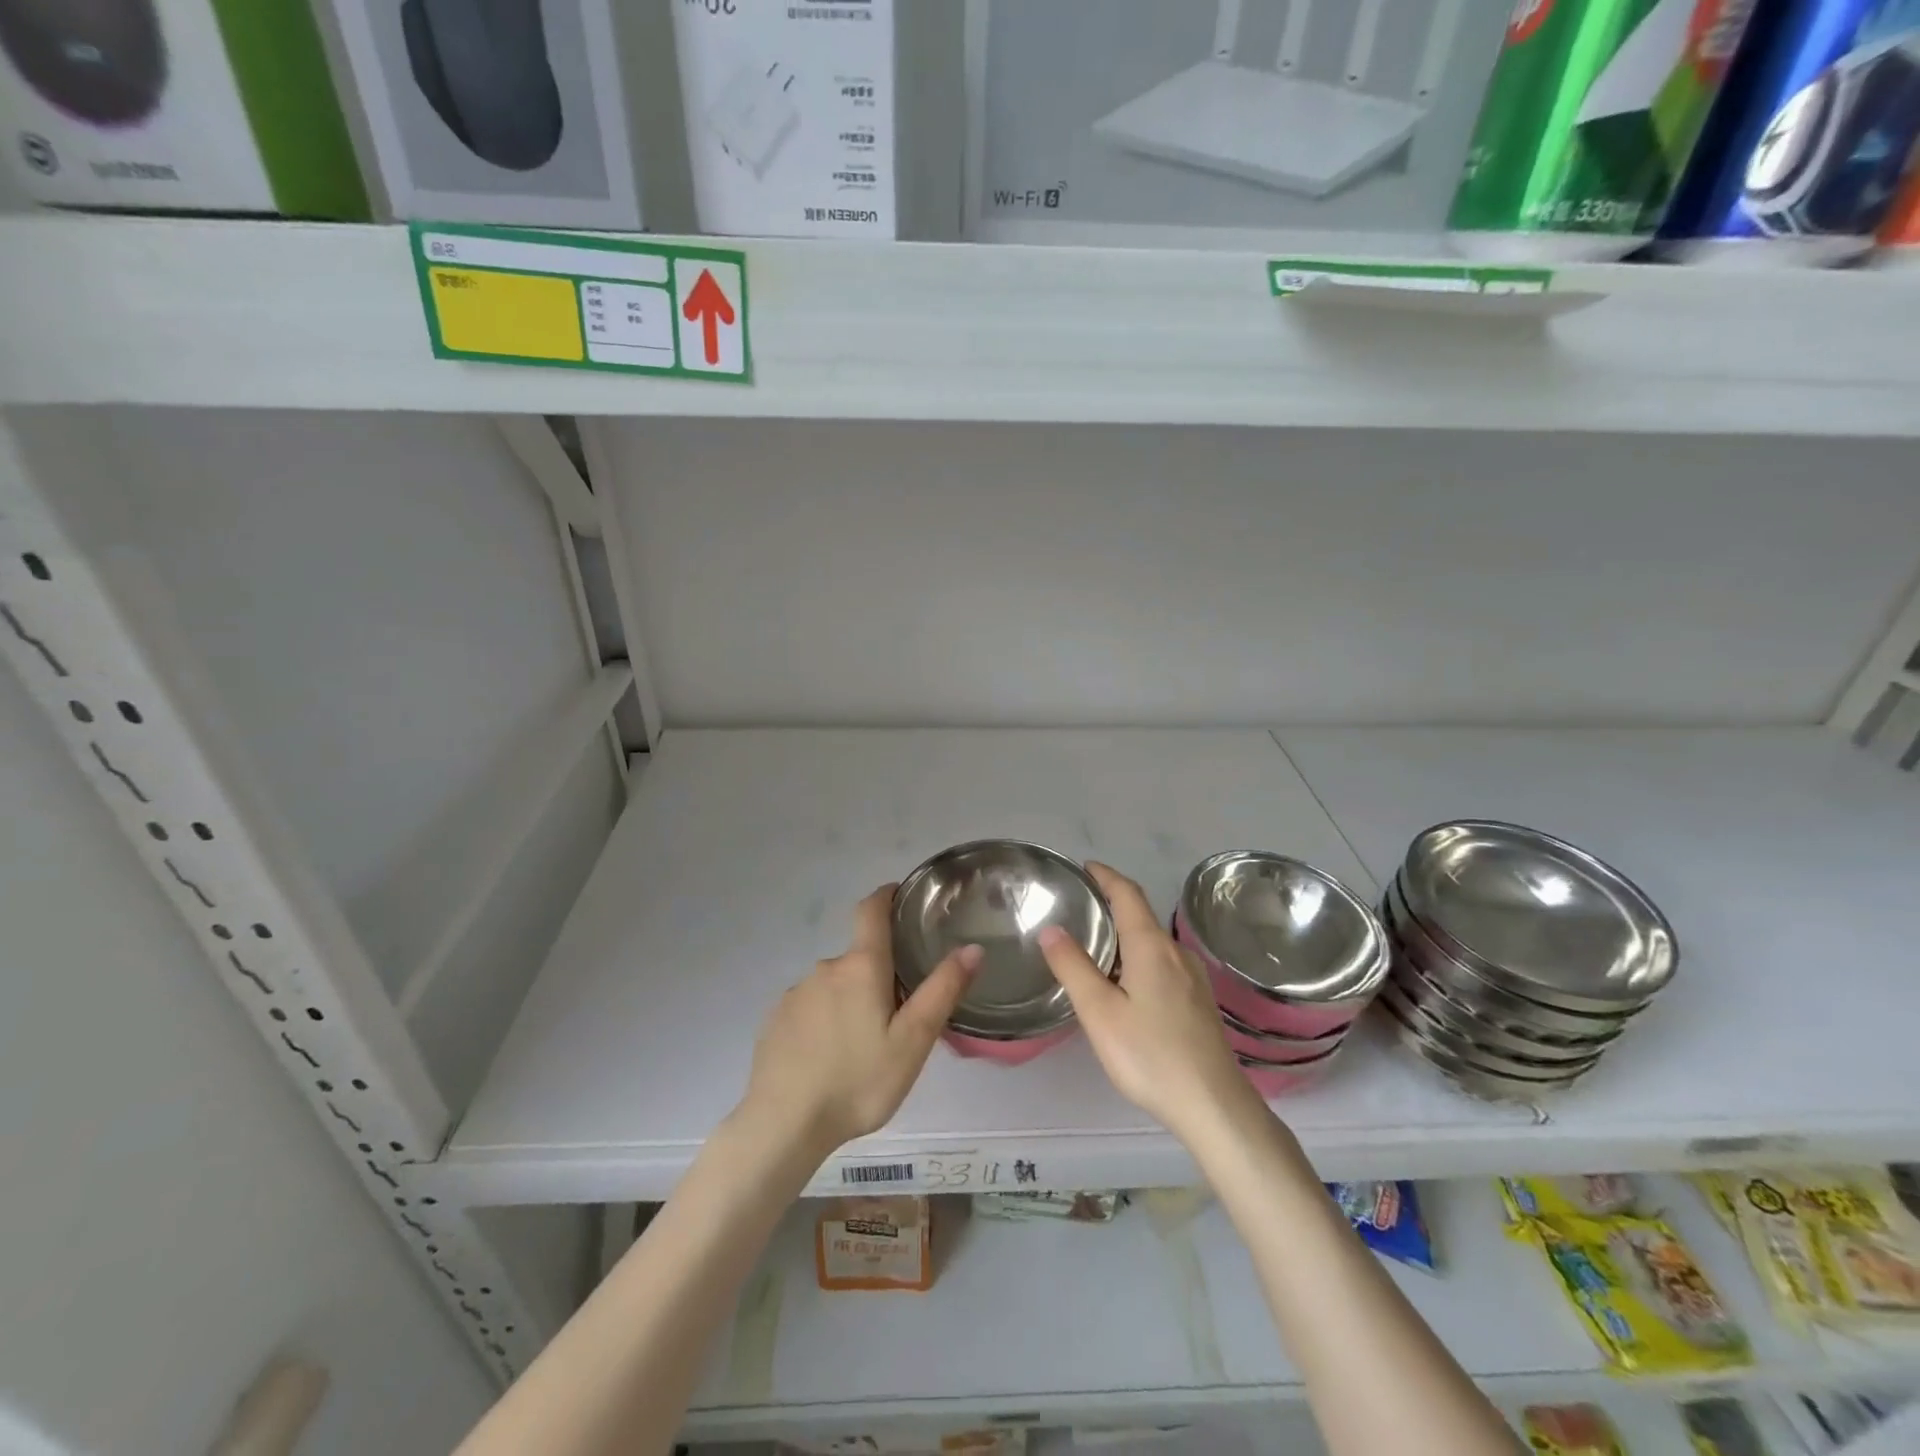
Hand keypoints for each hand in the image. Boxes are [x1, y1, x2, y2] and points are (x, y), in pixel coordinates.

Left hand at [739, 885, 979, 1160]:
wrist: (783, 1125)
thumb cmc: (858, 1081)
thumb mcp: (913, 1041)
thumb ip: (942, 991)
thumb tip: (972, 948)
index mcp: (861, 966)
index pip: (871, 910)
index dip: (886, 896)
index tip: (899, 894)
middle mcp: (825, 968)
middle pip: (858, 958)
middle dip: (878, 975)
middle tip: (897, 1017)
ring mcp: (795, 993)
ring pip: (834, 986)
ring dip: (851, 1002)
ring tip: (863, 1047)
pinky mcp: (775, 1020)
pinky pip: (809, 1009)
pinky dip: (824, 1022)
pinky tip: (828, 1059)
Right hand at [1039, 863, 1257, 1141]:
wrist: (1214, 1105)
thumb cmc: (1150, 1055)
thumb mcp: (1099, 1012)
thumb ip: (1073, 967)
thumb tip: (1052, 928)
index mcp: (1151, 946)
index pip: (1127, 893)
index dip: (1105, 876)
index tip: (1084, 868)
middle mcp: (1175, 952)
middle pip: (1141, 914)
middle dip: (1111, 903)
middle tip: (1078, 907)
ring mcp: (1192, 977)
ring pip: (1152, 941)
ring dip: (1125, 932)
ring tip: (1094, 944)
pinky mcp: (1198, 1001)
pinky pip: (1162, 962)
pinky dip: (1138, 955)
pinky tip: (1124, 982)